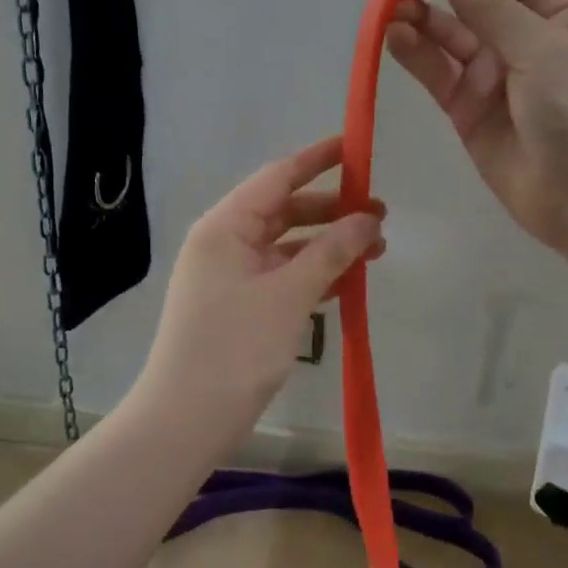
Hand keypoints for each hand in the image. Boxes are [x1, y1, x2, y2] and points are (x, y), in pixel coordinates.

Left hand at [135, 137, 385, 437]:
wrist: (186, 420)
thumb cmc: (235, 348)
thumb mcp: (290, 294)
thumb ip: (332, 251)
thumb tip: (368, 218)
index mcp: (225, 227)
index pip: (277, 178)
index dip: (318, 160)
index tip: (356, 147)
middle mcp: (224, 243)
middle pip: (285, 211)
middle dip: (333, 211)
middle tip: (380, 216)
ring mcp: (230, 276)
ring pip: (288, 247)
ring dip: (329, 246)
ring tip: (377, 251)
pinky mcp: (239, 306)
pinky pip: (282, 277)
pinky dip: (314, 275)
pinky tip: (348, 283)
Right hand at [386, 0, 567, 261]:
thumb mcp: (541, 48)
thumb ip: (490, 6)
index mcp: (554, 8)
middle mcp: (519, 34)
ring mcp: (490, 72)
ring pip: (446, 31)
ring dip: (419, 15)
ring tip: (391, 7)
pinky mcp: (465, 107)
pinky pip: (435, 71)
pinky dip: (414, 52)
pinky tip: (393, 37)